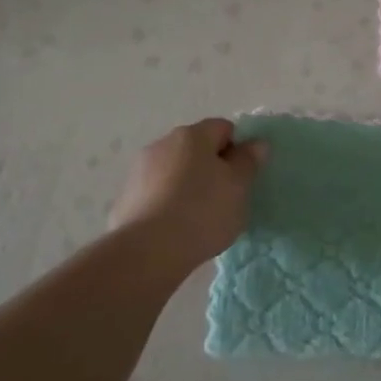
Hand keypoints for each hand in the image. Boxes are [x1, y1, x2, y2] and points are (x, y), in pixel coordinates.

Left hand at [108, 119, 267, 271]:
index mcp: (192, 135)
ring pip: (174, 171)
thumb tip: (256, 143)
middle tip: (225, 197)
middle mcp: (163, 144)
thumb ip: (248, 161)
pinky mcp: (125, 198)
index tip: (242, 177)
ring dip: (187, 185)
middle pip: (196, 148)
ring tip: (198, 218)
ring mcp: (139, 171)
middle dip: (211, 167)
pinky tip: (174, 229)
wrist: (147, 251)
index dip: (237, 148)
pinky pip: (156, 193)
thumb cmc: (202, 211)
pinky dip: (167, 203)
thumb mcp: (239, 186)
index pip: (223, 128)